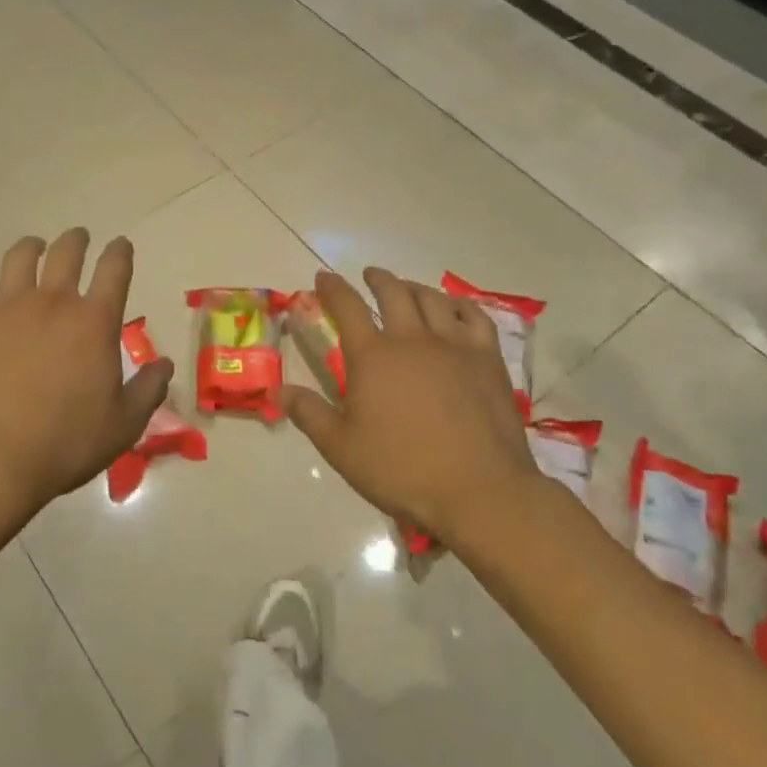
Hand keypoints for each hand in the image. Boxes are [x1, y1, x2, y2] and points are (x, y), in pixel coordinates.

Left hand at [0, 228, 174, 522]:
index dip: (120, 252)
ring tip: (34, 247)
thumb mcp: (123, 425)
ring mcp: (8, 305)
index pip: (115, 269)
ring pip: (21, 256)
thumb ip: (148, 390)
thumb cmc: (64, 444)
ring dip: (32, 246)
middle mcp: (54, 301)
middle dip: (77, 240)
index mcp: (95, 322)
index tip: (120, 245)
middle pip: (67, 252)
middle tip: (78, 239)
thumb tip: (165, 364)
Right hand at [285, 268, 540, 549]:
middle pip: (393, 293)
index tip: (324, 277)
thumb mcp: (341, 448)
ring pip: (432, 299)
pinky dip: (460, 305)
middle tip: (370, 275)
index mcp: (373, 356)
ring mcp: (454, 346)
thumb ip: (309, 414)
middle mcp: (412, 339)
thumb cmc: (402, 470)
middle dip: (378, 279)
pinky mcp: (487, 360)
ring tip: (407, 287)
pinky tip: (455, 307)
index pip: (347, 307)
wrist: (479, 490)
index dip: (333, 288)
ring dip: (414, 287)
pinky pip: (475, 317)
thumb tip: (278, 390)